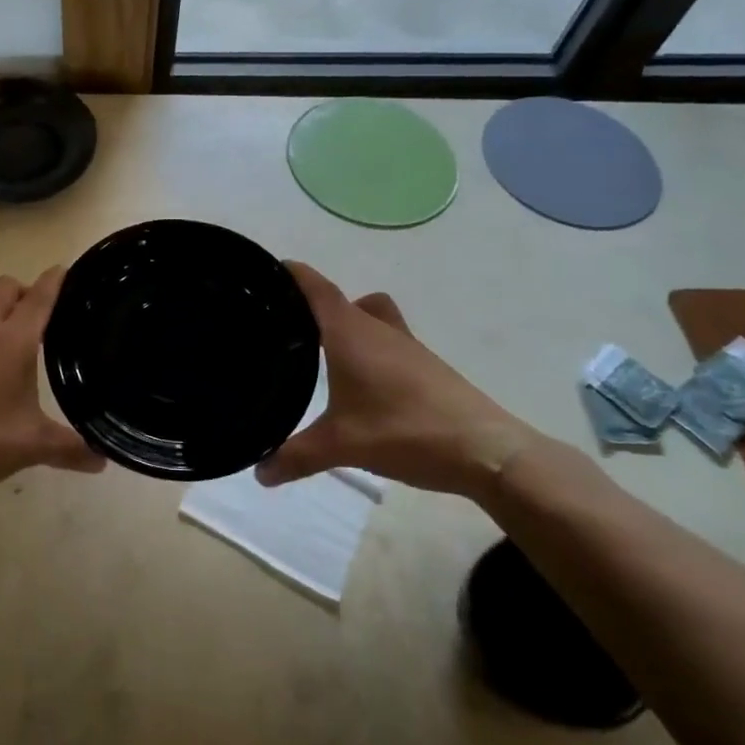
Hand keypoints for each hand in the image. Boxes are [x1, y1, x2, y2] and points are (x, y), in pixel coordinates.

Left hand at [0, 268, 103, 508]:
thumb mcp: (30, 447)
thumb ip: (70, 449)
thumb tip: (104, 460)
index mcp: (14, 341)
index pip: (39, 298)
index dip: (54, 281)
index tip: (65, 270)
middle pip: (5, 286)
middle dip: (23, 290)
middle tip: (37, 314)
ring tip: (2, 320)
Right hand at [257, 262, 541, 498]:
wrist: (485, 450)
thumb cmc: (405, 432)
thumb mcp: (341, 447)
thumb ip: (295, 457)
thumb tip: (259, 473)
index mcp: (351, 333)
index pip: (317, 288)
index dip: (292, 274)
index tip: (266, 271)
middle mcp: (377, 329)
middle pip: (341, 300)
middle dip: (311, 304)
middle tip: (282, 322)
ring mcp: (406, 346)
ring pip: (369, 317)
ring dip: (345, 324)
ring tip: (319, 351)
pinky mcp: (425, 366)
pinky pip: (387, 341)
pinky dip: (367, 348)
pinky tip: (360, 382)